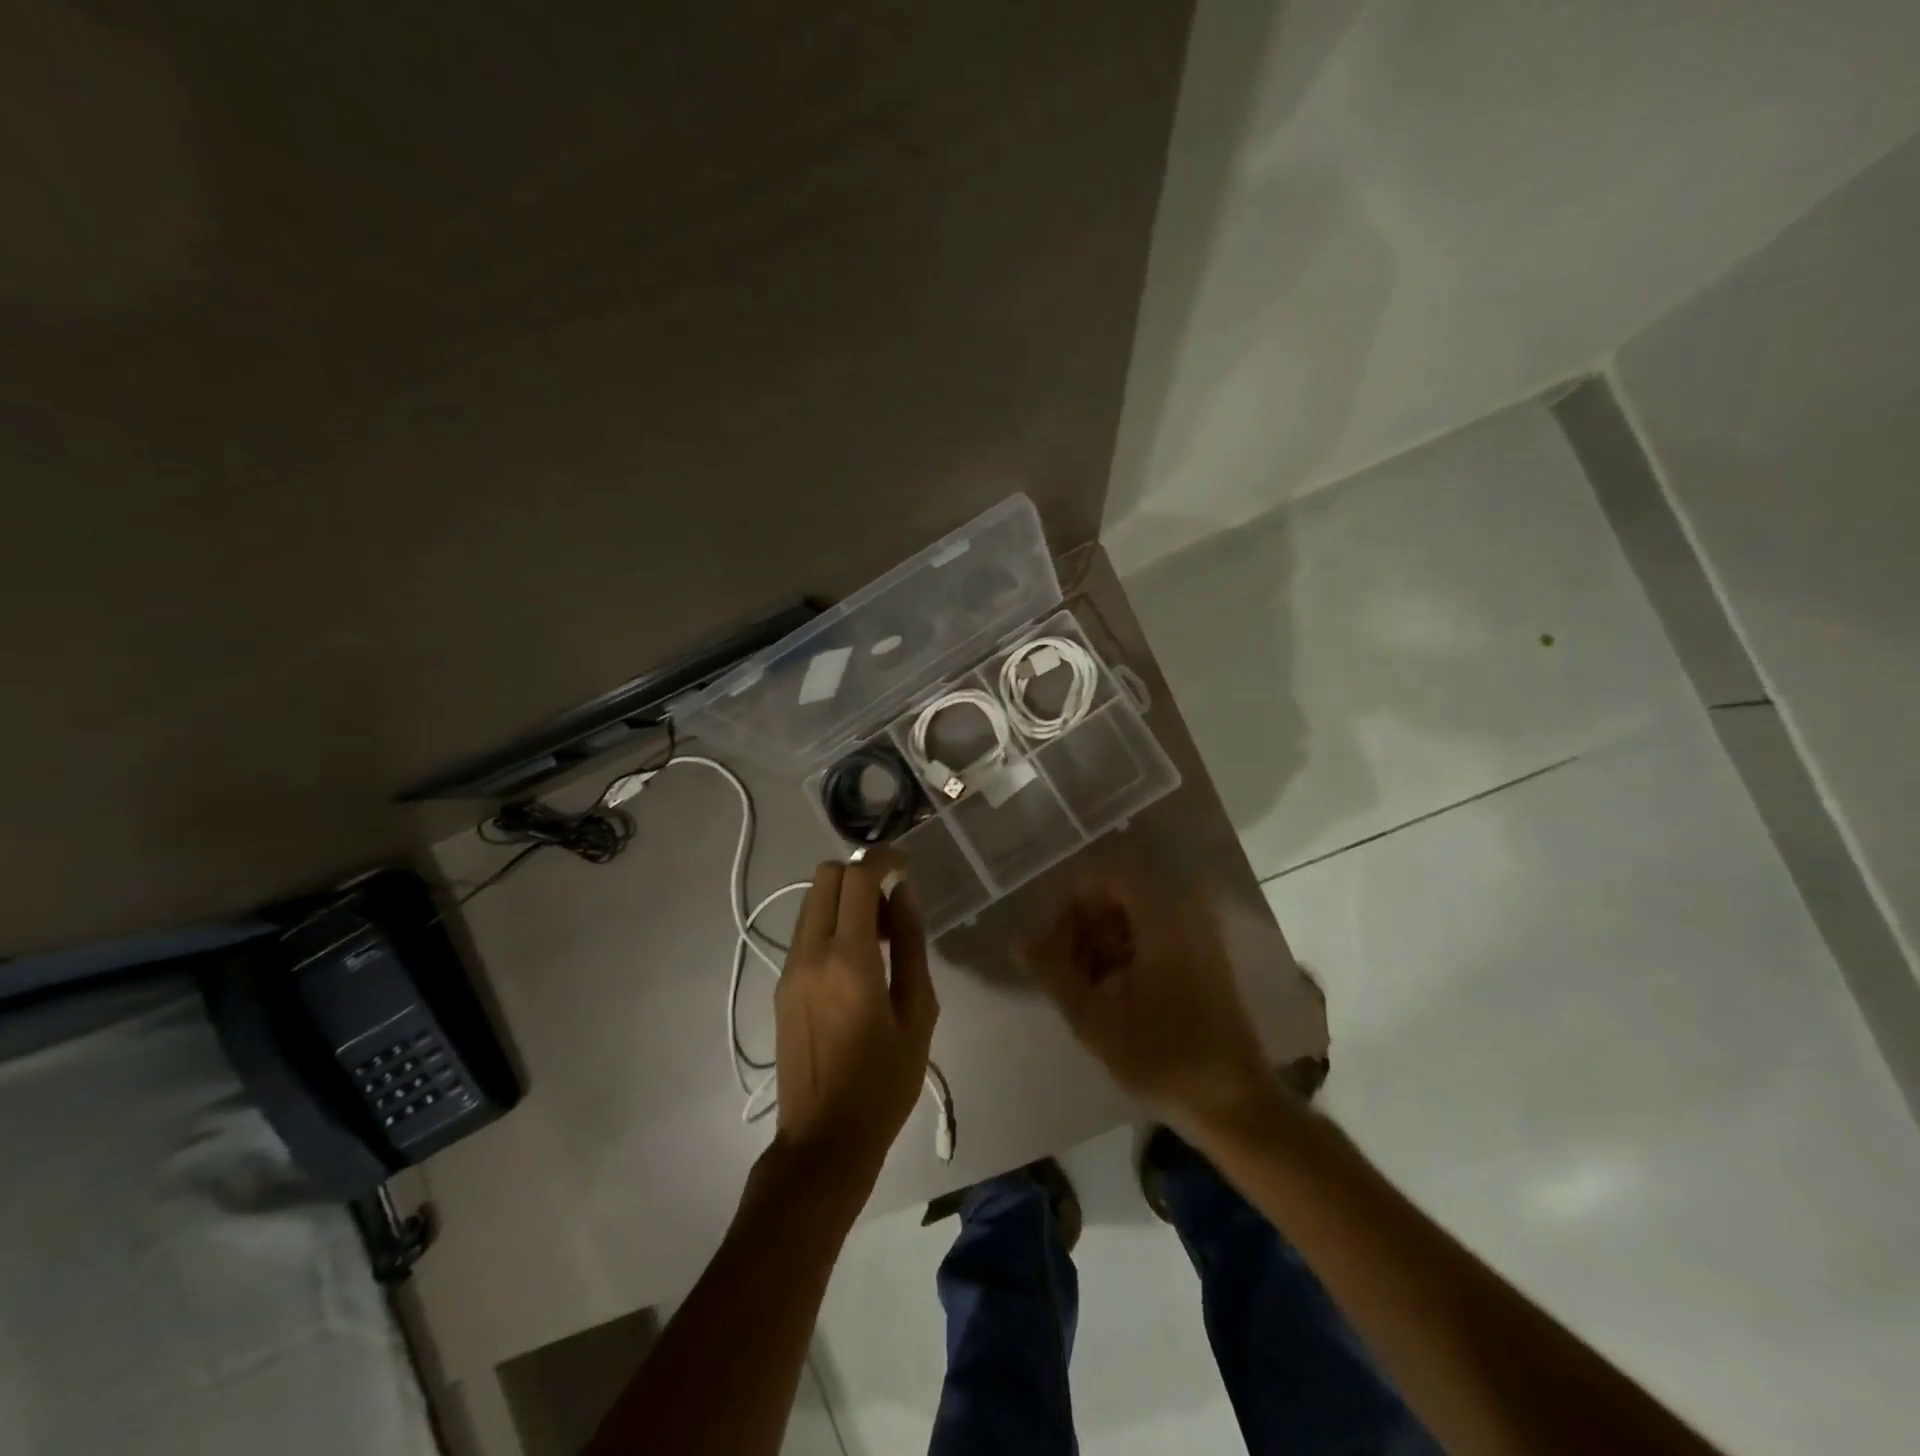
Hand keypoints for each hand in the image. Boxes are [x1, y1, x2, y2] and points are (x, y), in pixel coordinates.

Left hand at [770, 854, 938, 1193]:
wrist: (823, 1141)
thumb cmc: (883, 1083)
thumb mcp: (917, 1014)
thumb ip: (912, 945)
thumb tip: (904, 893)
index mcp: (849, 960)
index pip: (856, 878)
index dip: (882, 859)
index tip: (905, 864)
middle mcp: (810, 954)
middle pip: (825, 878)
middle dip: (860, 876)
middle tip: (892, 909)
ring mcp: (789, 970)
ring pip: (812, 903)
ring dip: (845, 902)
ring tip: (880, 941)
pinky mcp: (781, 986)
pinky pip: (806, 933)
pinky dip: (832, 925)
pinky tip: (857, 965)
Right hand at [1018, 869, 1271, 1130]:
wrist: (1236, 1105)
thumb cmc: (1164, 1058)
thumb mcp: (1095, 1018)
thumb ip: (1053, 973)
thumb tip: (1020, 943)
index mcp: (1163, 916)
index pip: (1104, 876)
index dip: (1067, 902)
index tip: (1046, 941)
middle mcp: (1184, 913)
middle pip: (1115, 896)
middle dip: (1079, 926)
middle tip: (1057, 969)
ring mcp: (1196, 936)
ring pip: (1130, 918)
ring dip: (1097, 943)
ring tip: (1077, 988)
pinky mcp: (1201, 959)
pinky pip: (1149, 936)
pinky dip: (1120, 955)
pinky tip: (1105, 994)